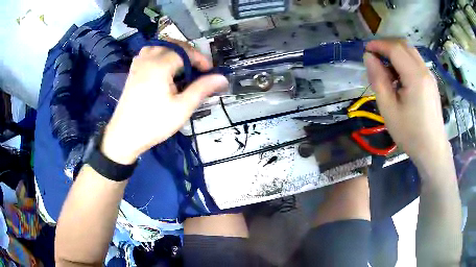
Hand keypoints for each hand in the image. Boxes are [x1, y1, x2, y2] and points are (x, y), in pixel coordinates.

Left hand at [101, 41, 228, 163]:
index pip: (186, 52)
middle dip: (189, 53)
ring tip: (182, 65)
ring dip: (174, 51)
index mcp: (160, 65)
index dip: (201, 59)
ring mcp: (138, 64)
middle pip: (173, 45)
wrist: (124, 136)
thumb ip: (202, 89)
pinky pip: (148, 53)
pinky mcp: (133, 71)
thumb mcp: (182, 108)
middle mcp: (148, 59)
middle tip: (198, 69)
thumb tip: (222, 78)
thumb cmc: (154, 124)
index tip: (210, 72)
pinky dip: (159, 54)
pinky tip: (163, 67)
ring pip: (159, 46)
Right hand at [364, 40, 449, 166]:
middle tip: (375, 57)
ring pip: (411, 52)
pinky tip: (399, 77)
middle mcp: (424, 70)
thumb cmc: (410, 134)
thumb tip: (369, 57)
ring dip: (396, 53)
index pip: (395, 48)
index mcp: (415, 76)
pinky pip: (416, 62)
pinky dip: (404, 61)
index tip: (366, 50)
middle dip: (387, 46)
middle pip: (404, 46)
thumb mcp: (389, 110)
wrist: (432, 150)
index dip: (378, 45)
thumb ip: (378, 80)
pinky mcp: (431, 82)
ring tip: (386, 68)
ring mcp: (429, 76)